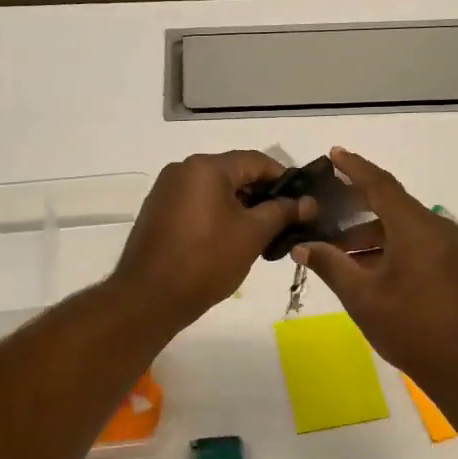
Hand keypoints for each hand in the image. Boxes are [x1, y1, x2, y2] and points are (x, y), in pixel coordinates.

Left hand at [111, 151, 309, 331]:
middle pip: (233, 172)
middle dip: (262, 194)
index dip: (284, 179)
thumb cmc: (206, 260)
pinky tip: (231, 239)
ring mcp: (166, 190)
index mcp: (206, 167)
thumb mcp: (252, 235)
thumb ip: (282, 212)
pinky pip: (197, 203)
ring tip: (262, 234)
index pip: (256, 160)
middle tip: (286, 220)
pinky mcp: (158, 211)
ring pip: (215, 189)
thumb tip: (308, 202)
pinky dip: (217, 214)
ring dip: (240, 206)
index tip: (303, 201)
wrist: (149, 297)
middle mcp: (183, 170)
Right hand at [297, 148, 457, 392]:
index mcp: (415, 228)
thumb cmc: (412, 329)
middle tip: (323, 206)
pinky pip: (414, 241)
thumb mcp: (362, 297)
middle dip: (355, 204)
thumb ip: (330, 265)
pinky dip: (387, 245)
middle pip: (390, 204)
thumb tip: (302, 246)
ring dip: (368, 233)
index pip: (380, 185)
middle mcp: (436, 228)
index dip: (354, 168)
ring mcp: (448, 247)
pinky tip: (364, 266)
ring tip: (335, 249)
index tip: (333, 154)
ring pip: (401, 226)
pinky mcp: (453, 265)